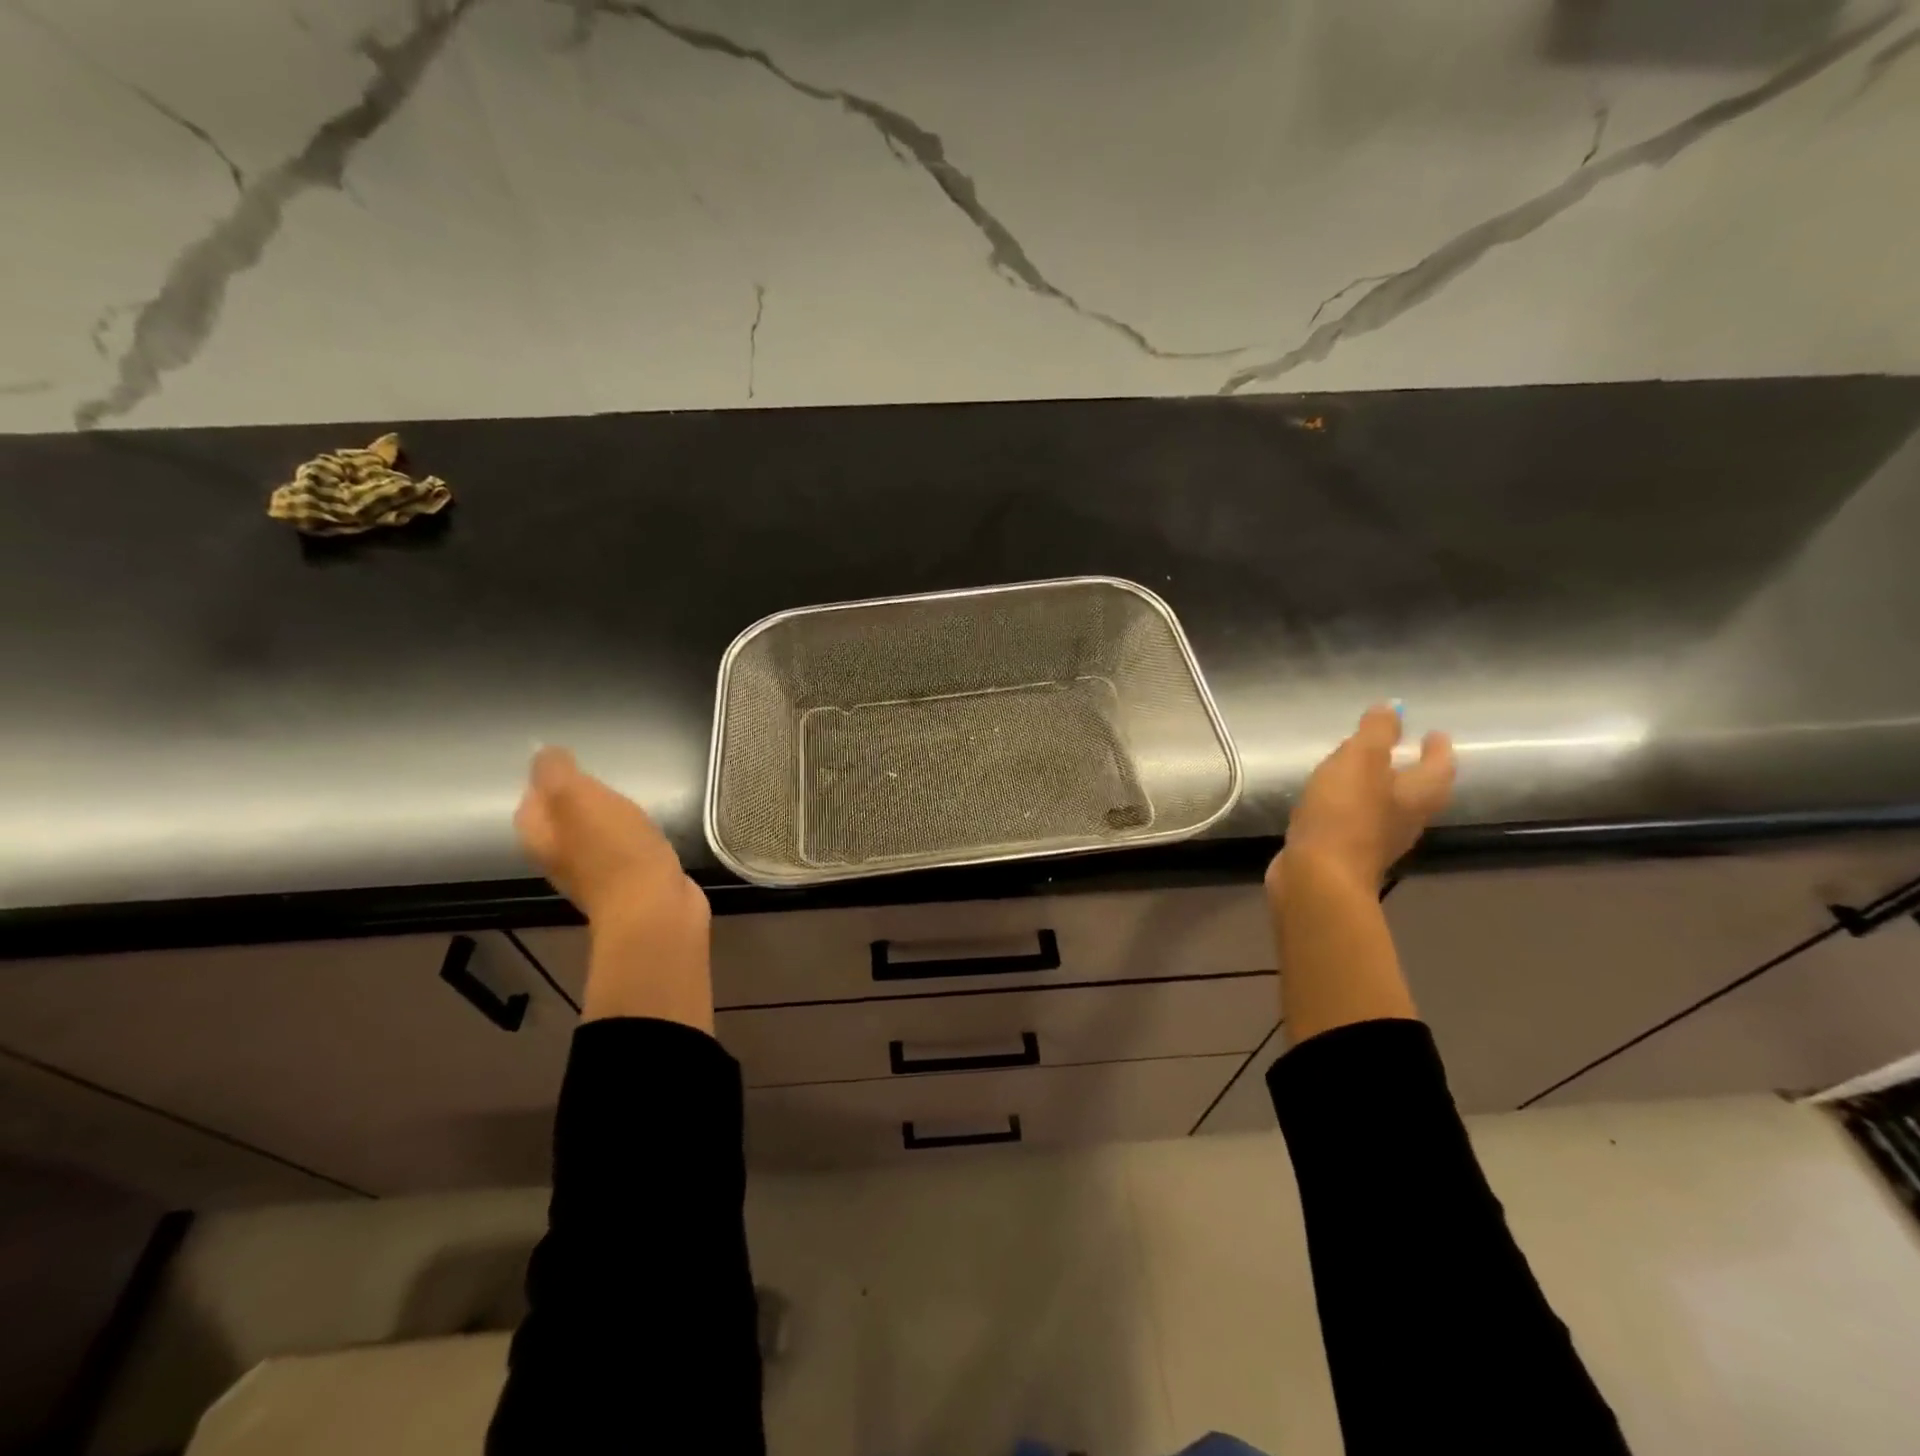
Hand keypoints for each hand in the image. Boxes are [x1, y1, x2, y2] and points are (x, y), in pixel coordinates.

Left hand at [515, 746, 712, 1028]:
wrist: (653, 909)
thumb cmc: (613, 851)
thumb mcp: (579, 798)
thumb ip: (556, 772)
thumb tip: (543, 752)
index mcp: (540, 836)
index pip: (531, 799)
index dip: (549, 779)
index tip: (577, 762)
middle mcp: (560, 855)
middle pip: (562, 818)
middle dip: (580, 797)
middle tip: (606, 776)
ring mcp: (595, 871)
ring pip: (594, 833)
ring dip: (608, 816)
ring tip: (631, 797)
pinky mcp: (629, 880)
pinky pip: (624, 848)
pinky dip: (632, 836)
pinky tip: (650, 827)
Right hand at [1267, 705, 1455, 900]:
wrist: (1317, 877)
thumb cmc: (1345, 814)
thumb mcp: (1359, 761)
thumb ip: (1377, 732)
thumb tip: (1394, 707)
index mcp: (1417, 795)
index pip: (1440, 767)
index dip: (1439, 749)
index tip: (1435, 733)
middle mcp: (1405, 820)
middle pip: (1419, 792)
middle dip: (1414, 771)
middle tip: (1403, 751)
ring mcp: (1376, 841)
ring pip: (1388, 809)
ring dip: (1381, 791)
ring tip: (1363, 773)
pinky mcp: (1347, 854)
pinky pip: (1356, 824)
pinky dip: (1351, 809)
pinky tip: (1331, 803)